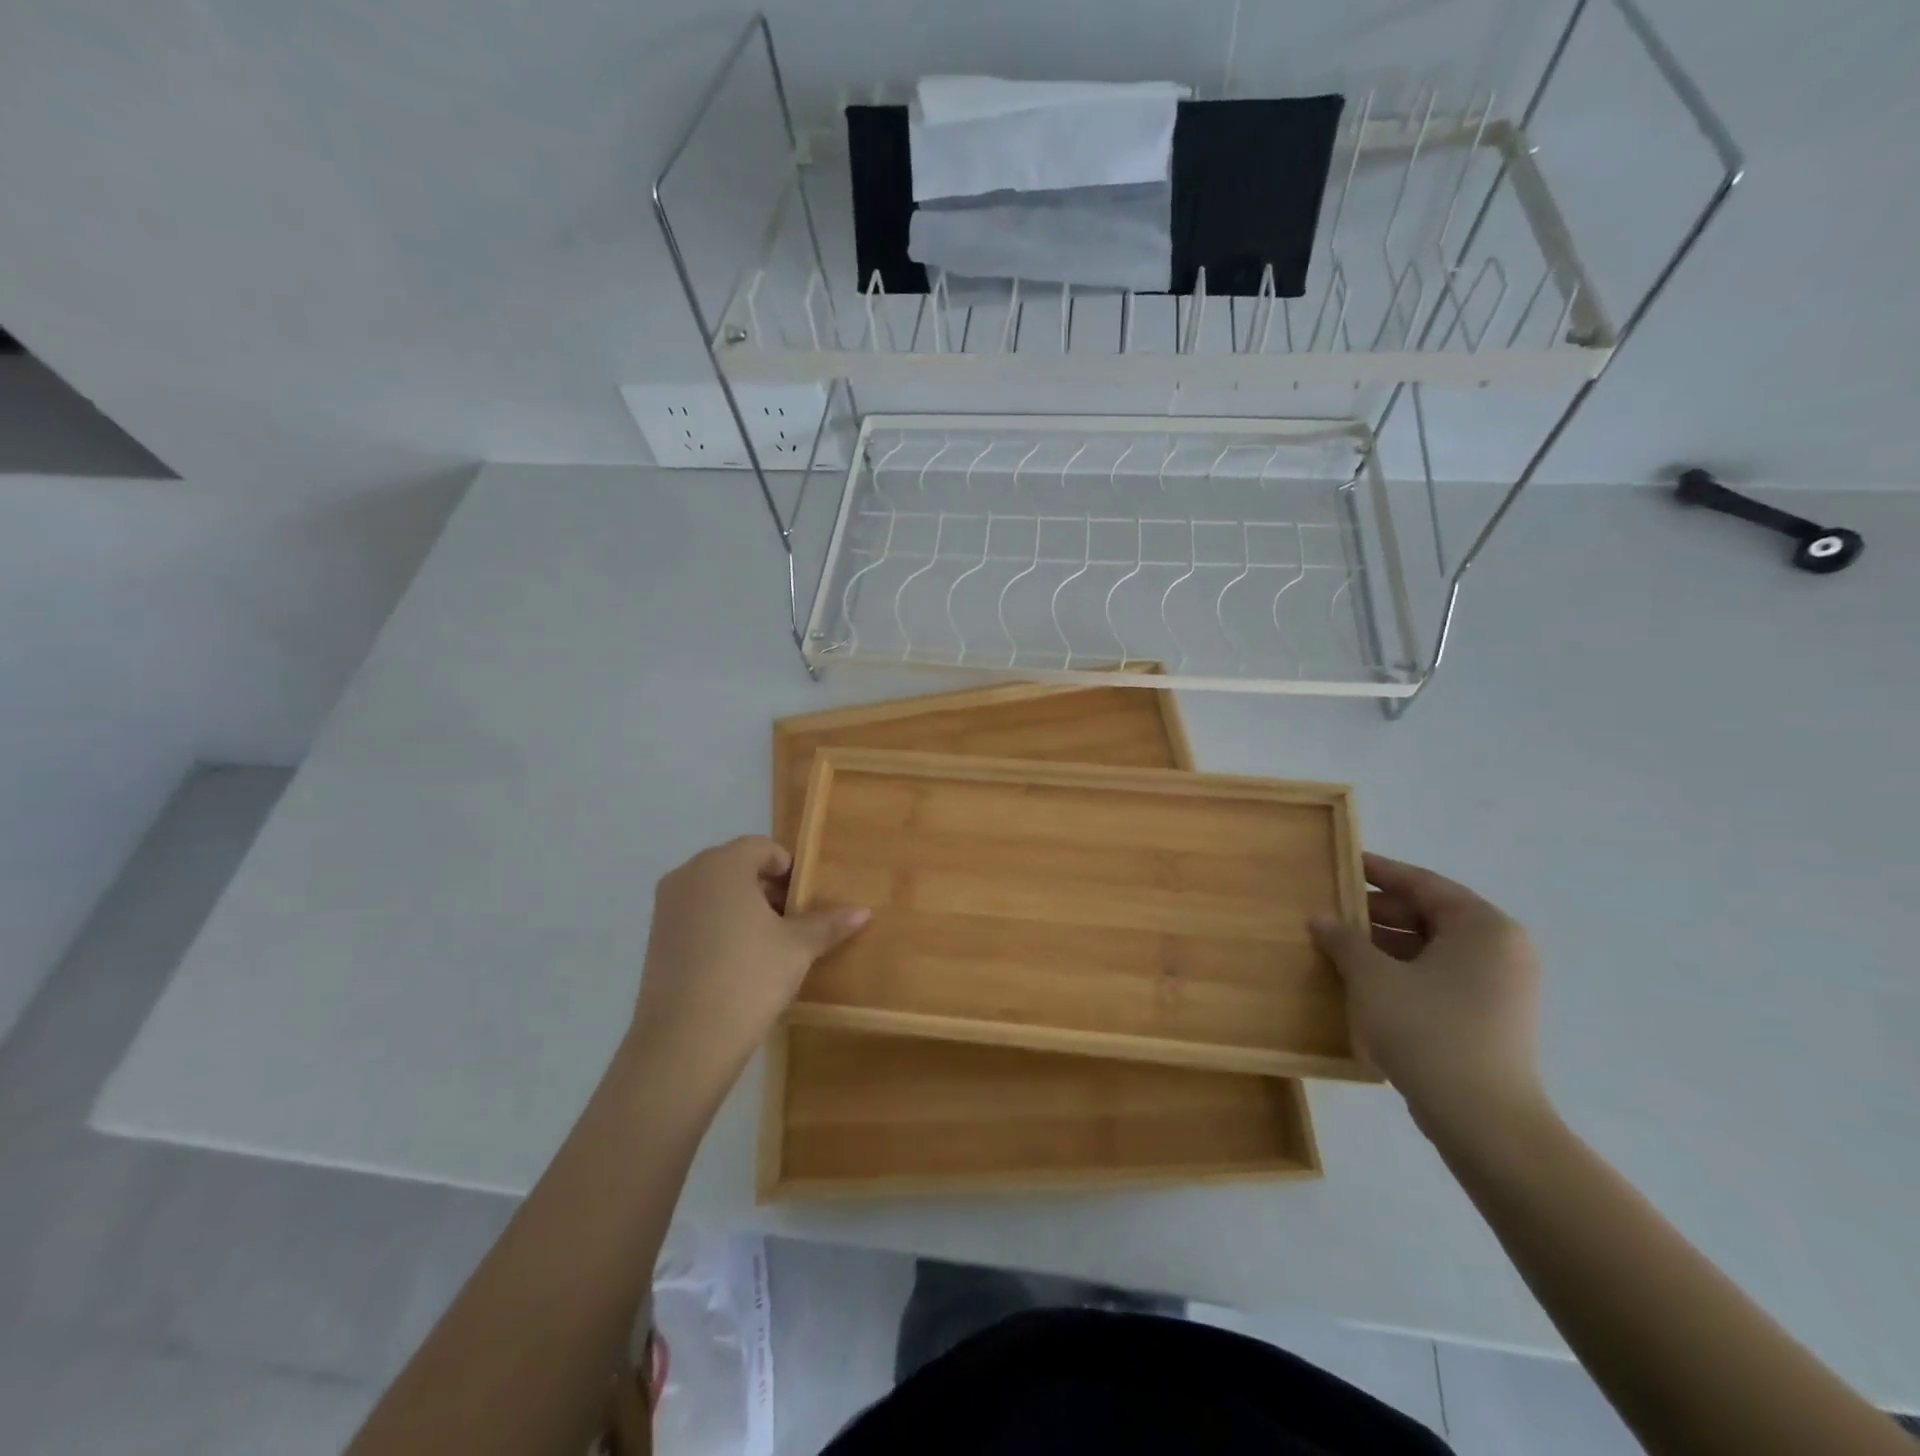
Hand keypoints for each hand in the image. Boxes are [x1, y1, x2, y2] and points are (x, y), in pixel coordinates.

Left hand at [627, 837, 868, 1094]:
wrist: (685, 1040)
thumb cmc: (748, 976)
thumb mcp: (798, 948)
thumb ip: (828, 923)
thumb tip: (863, 911)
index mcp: (723, 864)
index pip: (762, 848)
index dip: (789, 869)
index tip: (806, 899)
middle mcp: (689, 875)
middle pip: (736, 867)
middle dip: (766, 888)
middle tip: (793, 921)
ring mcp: (666, 907)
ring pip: (714, 892)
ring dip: (742, 908)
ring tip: (769, 944)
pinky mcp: (655, 938)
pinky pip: (695, 916)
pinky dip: (718, 926)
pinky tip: (738, 962)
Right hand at [1311, 853, 1545, 1135]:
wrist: (1485, 1122)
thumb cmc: (1429, 1031)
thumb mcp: (1373, 978)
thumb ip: (1344, 940)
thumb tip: (1321, 919)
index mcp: (1482, 926)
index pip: (1422, 883)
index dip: (1378, 872)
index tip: (1341, 863)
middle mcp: (1500, 948)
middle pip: (1428, 914)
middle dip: (1376, 913)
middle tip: (1329, 910)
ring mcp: (1500, 986)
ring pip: (1431, 948)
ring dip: (1384, 945)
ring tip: (1337, 946)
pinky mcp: (1491, 1017)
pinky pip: (1440, 977)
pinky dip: (1403, 972)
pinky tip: (1363, 980)